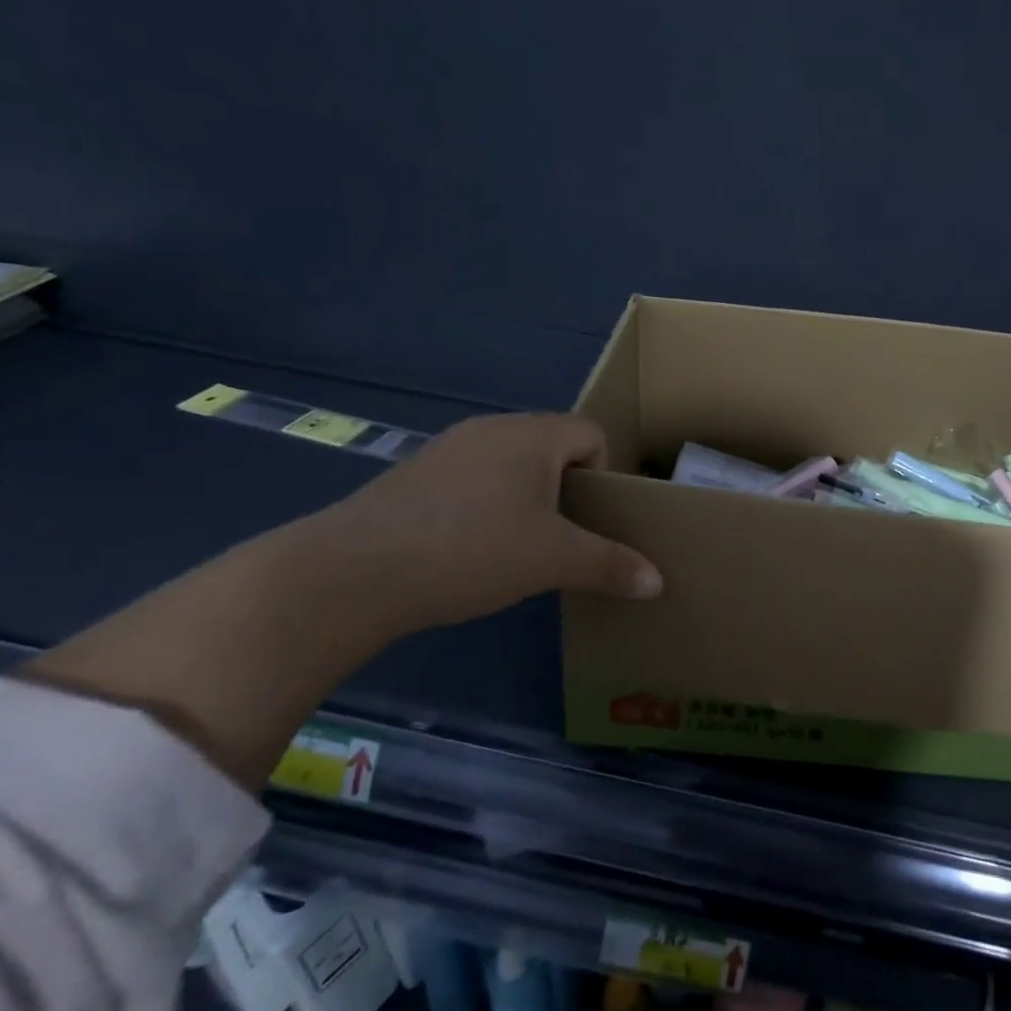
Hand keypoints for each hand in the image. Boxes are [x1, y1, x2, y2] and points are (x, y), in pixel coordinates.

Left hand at [308, 413, 661, 635]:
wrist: (351, 573)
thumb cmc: (471, 550)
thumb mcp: (552, 561)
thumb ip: (610, 565)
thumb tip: (658, 583)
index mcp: (533, 435)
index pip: (591, 432)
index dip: (604, 472)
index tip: (590, 517)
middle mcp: (492, 428)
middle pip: (553, 444)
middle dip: (567, 487)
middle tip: (560, 534)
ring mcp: (448, 448)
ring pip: (511, 461)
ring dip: (526, 495)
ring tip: (516, 544)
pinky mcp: (414, 473)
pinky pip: (473, 476)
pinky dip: (486, 503)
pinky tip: (469, 546)